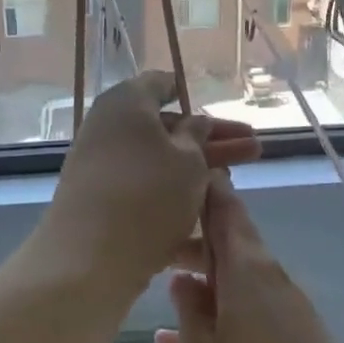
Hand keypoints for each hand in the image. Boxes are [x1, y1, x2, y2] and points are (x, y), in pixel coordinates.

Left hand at [38, 72, 259, 294]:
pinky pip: (144, 190)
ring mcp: (102, 167)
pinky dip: (174, 196)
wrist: (89, 258)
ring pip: (158, 162)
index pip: (161, 84)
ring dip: (197, 171)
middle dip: (211, 140)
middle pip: (166, 128)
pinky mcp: (102, 202)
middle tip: (254, 149)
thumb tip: (195, 122)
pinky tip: (208, 214)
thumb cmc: (148, 195)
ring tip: (236, 183)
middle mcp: (109, 128)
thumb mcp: (188, 160)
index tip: (219, 106)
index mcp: (126, 103)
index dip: (190, 93)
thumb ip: (197, 135)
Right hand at [156, 174, 343, 342]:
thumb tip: (185, 280)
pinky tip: (188, 341)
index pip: (226, 209)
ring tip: (164, 289)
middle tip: (151, 249)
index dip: (203, 189)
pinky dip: (223, 315)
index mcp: (249, 273)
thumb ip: (190, 316)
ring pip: (240, 280)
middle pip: (233, 244)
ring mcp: (290, 314)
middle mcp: (274, 282)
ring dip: (206, 279)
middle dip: (194, 242)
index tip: (175, 178)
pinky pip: (253, 312)